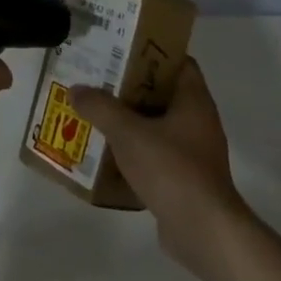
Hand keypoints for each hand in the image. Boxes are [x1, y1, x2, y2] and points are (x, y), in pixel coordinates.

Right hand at [71, 58, 249, 274]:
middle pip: (162, 92)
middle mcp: (198, 121)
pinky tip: (106, 152)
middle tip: (97, 79)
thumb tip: (76, 89)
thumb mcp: (128, 133)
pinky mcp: (185, 179)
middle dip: (130, 86)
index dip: (150, 51)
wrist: (204, 232)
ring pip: (156, 125)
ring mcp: (193, 152)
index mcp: (193, 100)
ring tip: (95, 113)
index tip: (120, 48)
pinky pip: (155, 154)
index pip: (177, 61)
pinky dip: (134, 151)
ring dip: (129, 120)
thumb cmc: (171, 169)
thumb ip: (100, 108)